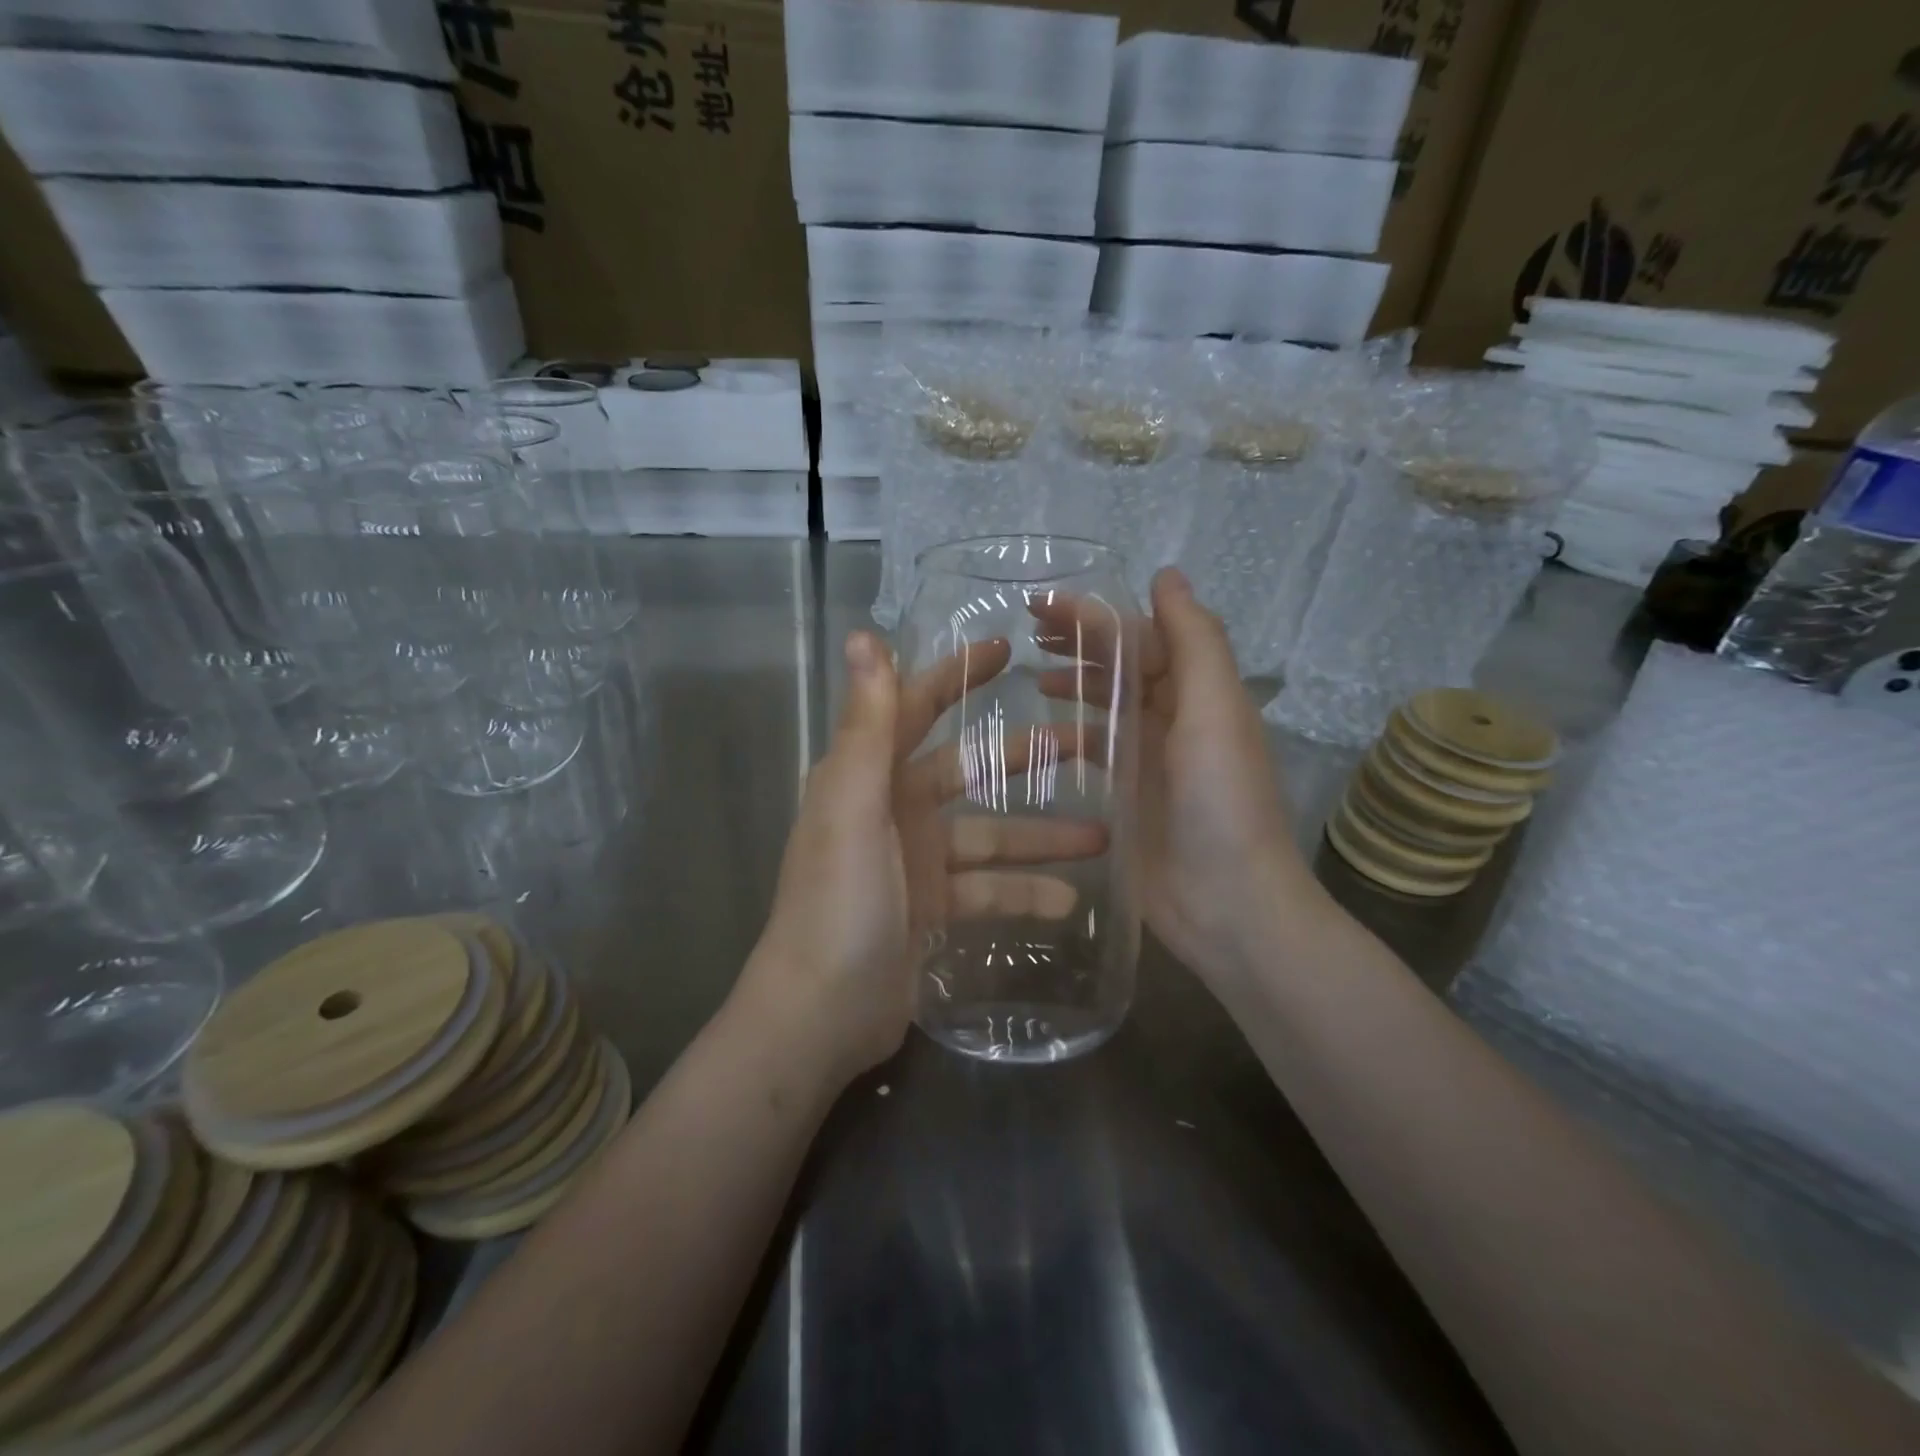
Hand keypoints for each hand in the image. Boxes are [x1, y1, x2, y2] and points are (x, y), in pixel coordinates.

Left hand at [747, 631, 1105, 1086]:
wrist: (819, 1015)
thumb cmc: (837, 903)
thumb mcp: (853, 808)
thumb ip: (864, 726)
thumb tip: (863, 637)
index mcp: (867, 777)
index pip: (914, 708)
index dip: (955, 676)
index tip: (1007, 649)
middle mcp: (891, 810)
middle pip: (966, 770)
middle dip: (1021, 757)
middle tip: (1083, 744)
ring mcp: (915, 863)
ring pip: (988, 836)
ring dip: (1039, 837)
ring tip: (1102, 837)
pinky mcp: (932, 911)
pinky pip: (987, 891)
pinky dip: (1022, 894)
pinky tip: (1068, 903)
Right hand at [1033, 568, 1321, 984]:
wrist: (1229, 905)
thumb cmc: (1222, 803)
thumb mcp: (1215, 711)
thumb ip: (1194, 641)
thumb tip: (1167, 574)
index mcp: (1196, 691)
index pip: (1140, 636)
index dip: (1094, 615)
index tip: (1039, 605)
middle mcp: (1173, 716)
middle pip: (1121, 665)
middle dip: (1078, 642)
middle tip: (1025, 632)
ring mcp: (1148, 759)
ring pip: (1104, 705)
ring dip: (1072, 684)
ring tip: (1028, 676)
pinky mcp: (1126, 798)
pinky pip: (1093, 753)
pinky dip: (1067, 736)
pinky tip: (1036, 737)